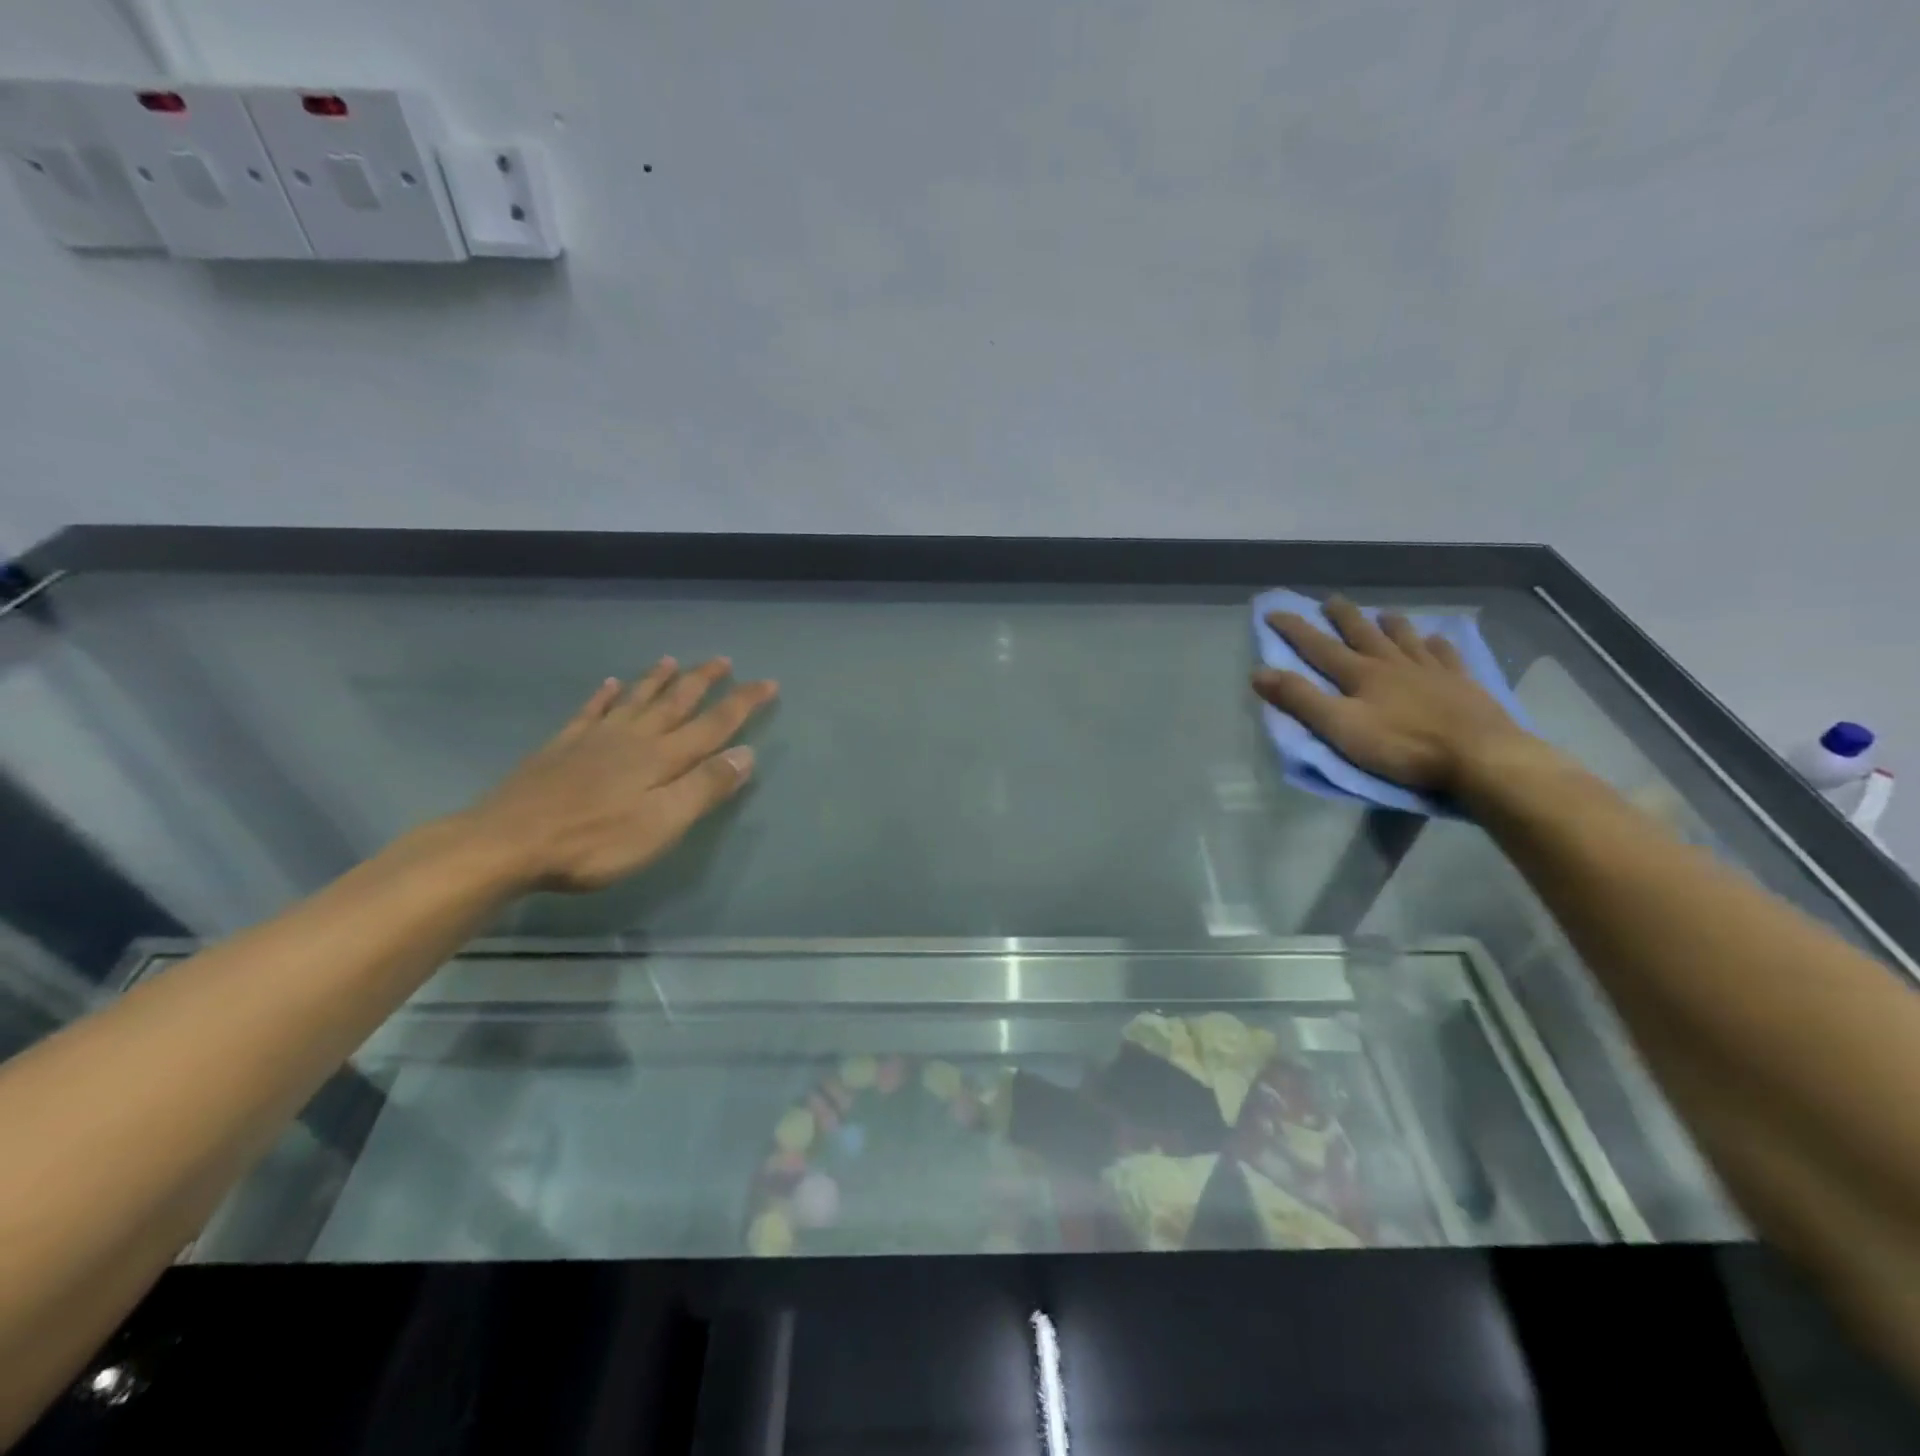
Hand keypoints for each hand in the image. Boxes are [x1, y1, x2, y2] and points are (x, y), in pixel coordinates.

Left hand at [458, 657, 777, 891]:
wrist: (508, 842)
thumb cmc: (596, 841)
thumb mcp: (663, 822)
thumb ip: (705, 787)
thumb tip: (747, 754)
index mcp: (663, 757)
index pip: (714, 724)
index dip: (743, 704)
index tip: (768, 682)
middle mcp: (634, 738)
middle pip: (675, 702)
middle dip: (703, 681)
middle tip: (723, 660)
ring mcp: (594, 739)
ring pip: (635, 700)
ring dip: (657, 680)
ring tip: (672, 660)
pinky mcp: (561, 748)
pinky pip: (589, 712)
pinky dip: (603, 696)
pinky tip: (607, 684)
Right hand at [1251, 598, 1531, 796]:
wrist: (1480, 757)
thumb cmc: (1403, 746)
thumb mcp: (1340, 727)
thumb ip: (1300, 700)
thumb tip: (1259, 671)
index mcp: (1361, 674)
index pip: (1319, 646)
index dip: (1294, 629)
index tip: (1273, 611)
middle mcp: (1393, 664)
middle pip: (1363, 633)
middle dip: (1343, 616)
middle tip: (1330, 600)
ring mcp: (1432, 671)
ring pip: (1405, 639)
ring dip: (1390, 625)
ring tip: (1383, 614)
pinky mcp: (1462, 685)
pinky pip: (1446, 656)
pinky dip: (1436, 645)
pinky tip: (1435, 640)